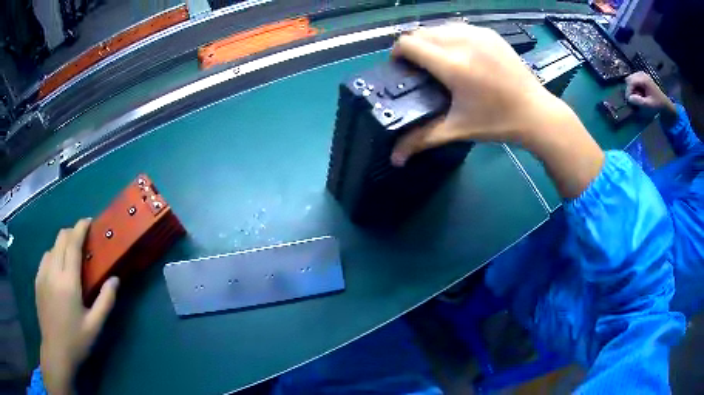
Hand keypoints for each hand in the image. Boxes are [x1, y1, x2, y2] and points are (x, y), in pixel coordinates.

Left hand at [35, 219, 118, 394]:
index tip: (88, 221)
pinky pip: (45, 258)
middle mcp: (53, 272)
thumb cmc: (76, 340)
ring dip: (62, 245)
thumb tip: (115, 279)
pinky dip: (53, 255)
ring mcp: (42, 275)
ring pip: (52, 247)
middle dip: (71, 233)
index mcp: (68, 282)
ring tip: (70, 257)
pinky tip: (57, 270)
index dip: (80, 228)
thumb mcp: (95, 326)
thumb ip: (105, 301)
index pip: (73, 244)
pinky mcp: (37, 281)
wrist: (55, 351)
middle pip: (61, 239)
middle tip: (82, 240)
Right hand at [389, 23, 603, 198]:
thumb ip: (422, 139)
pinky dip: (451, 36)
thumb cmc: (497, 122)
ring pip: (440, 27)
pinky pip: (459, 27)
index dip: (398, 53)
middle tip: (420, 67)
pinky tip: (460, 54)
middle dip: (413, 47)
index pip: (408, 43)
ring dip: (431, 40)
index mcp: (452, 64)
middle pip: (421, 32)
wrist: (536, 112)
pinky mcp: (490, 33)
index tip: (401, 67)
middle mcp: (462, 41)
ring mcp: (478, 34)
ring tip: (439, 60)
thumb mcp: (458, 130)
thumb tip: (394, 159)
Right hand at [625, 71, 676, 116]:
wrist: (665, 103)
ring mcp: (641, 74)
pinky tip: (639, 94)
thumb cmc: (658, 105)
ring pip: (631, 79)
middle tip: (633, 100)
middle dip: (630, 89)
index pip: (630, 81)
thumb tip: (629, 98)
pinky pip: (634, 80)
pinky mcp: (642, 77)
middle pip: (629, 79)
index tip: (629, 101)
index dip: (628, 91)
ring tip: (637, 97)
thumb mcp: (649, 105)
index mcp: (643, 79)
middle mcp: (641, 74)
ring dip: (632, 89)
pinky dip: (634, 87)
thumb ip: (639, 102)